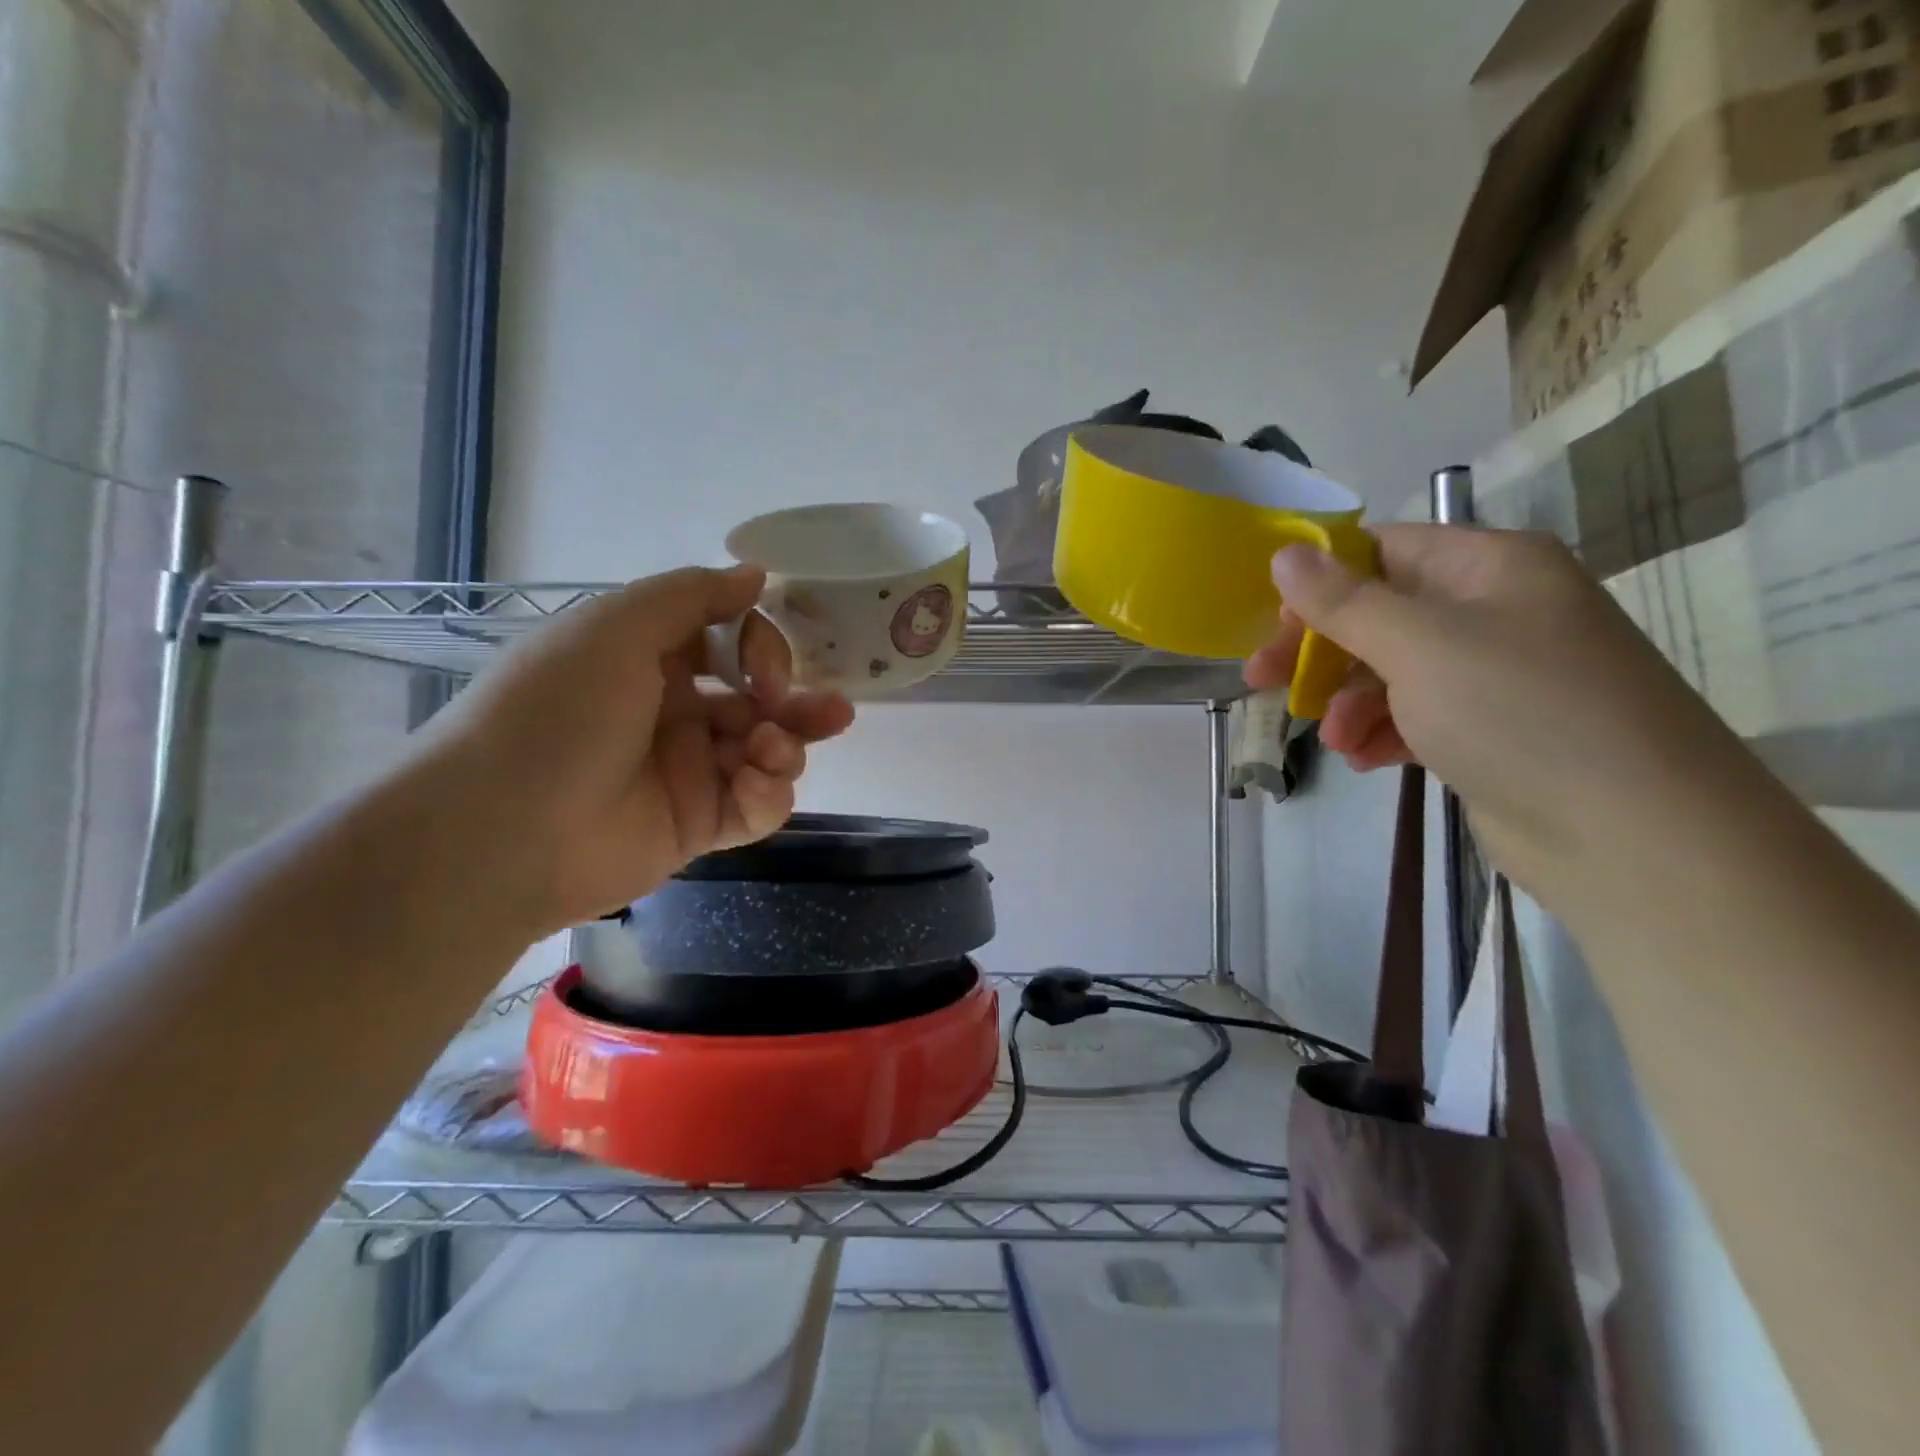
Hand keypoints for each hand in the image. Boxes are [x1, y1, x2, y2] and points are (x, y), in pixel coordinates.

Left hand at [411, 566, 853, 936]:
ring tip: (774, 753)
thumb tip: (757, 574)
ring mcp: (689, 771)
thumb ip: (692, 595)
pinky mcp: (698, 825)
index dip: (763, 648)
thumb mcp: (614, 629)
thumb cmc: (558, 713)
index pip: (731, 642)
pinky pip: (755, 807)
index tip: (767, 668)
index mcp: (650, 659)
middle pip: (760, 701)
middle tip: (833, 712)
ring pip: (768, 753)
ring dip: (787, 748)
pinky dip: (768, 796)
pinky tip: (755, 787)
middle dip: (799, 702)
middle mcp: (674, 711)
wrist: (502, 833)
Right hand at [1245, 524, 1751, 892]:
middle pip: (1380, 613)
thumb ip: (1343, 600)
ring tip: (1333, 739)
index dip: (1320, 580)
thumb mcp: (1418, 645)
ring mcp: (1496, 673)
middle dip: (1320, 650)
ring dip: (1348, 701)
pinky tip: (1364, 759)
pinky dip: (1381, 732)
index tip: (1270, 622)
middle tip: (1262, 681)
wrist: (1633, 835)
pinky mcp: (1491, 729)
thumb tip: (1285, 552)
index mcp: (1489, 567)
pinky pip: (1415, 714)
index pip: (1382, 549)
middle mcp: (1495, 610)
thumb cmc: (1518, 712)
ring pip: (1391, 670)